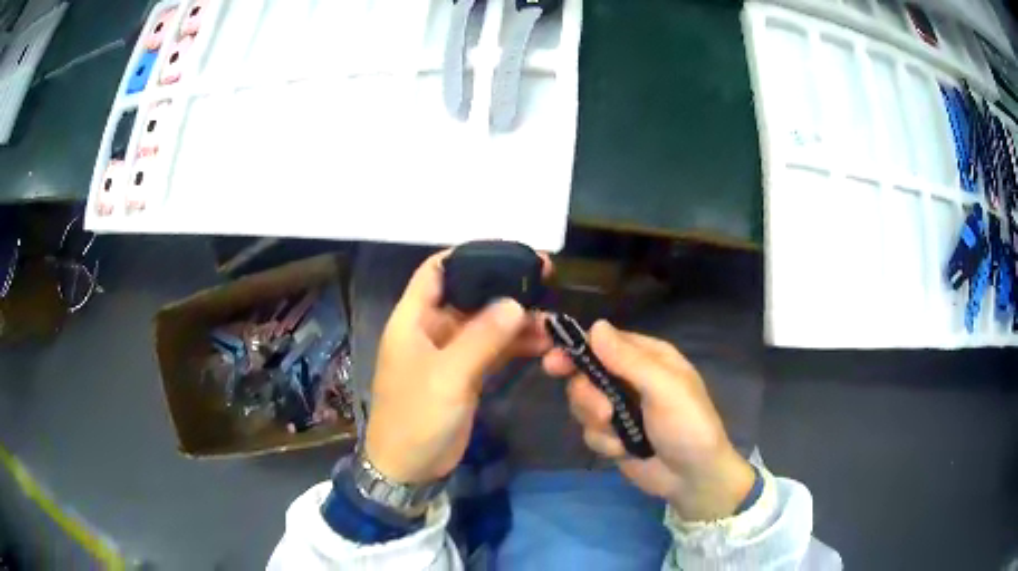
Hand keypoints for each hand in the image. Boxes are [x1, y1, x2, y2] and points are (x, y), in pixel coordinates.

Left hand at [365, 250, 551, 484]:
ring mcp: (450, 353)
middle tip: (545, 277)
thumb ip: (481, 338)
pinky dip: (515, 345)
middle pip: (469, 294)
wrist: (409, 468)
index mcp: (413, 318)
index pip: (437, 270)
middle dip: (504, 286)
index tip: (508, 251)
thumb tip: (516, 303)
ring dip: (516, 319)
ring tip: (552, 317)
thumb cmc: (416, 417)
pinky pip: (493, 350)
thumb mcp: (447, 376)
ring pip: (486, 323)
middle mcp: (431, 329)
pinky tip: (543, 343)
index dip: (467, 254)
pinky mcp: (465, 374)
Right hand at [543, 320, 754, 521]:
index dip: (577, 349)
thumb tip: (595, 326)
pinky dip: (605, 443)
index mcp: (648, 358)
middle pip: (585, 374)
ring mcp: (620, 409)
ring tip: (621, 435)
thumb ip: (628, 359)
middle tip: (602, 412)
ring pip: (583, 404)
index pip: (604, 341)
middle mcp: (630, 379)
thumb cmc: (687, 425)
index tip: (554, 362)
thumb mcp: (664, 387)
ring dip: (598, 423)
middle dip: (588, 396)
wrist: (692, 477)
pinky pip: (589, 432)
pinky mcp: (612, 436)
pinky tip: (625, 451)